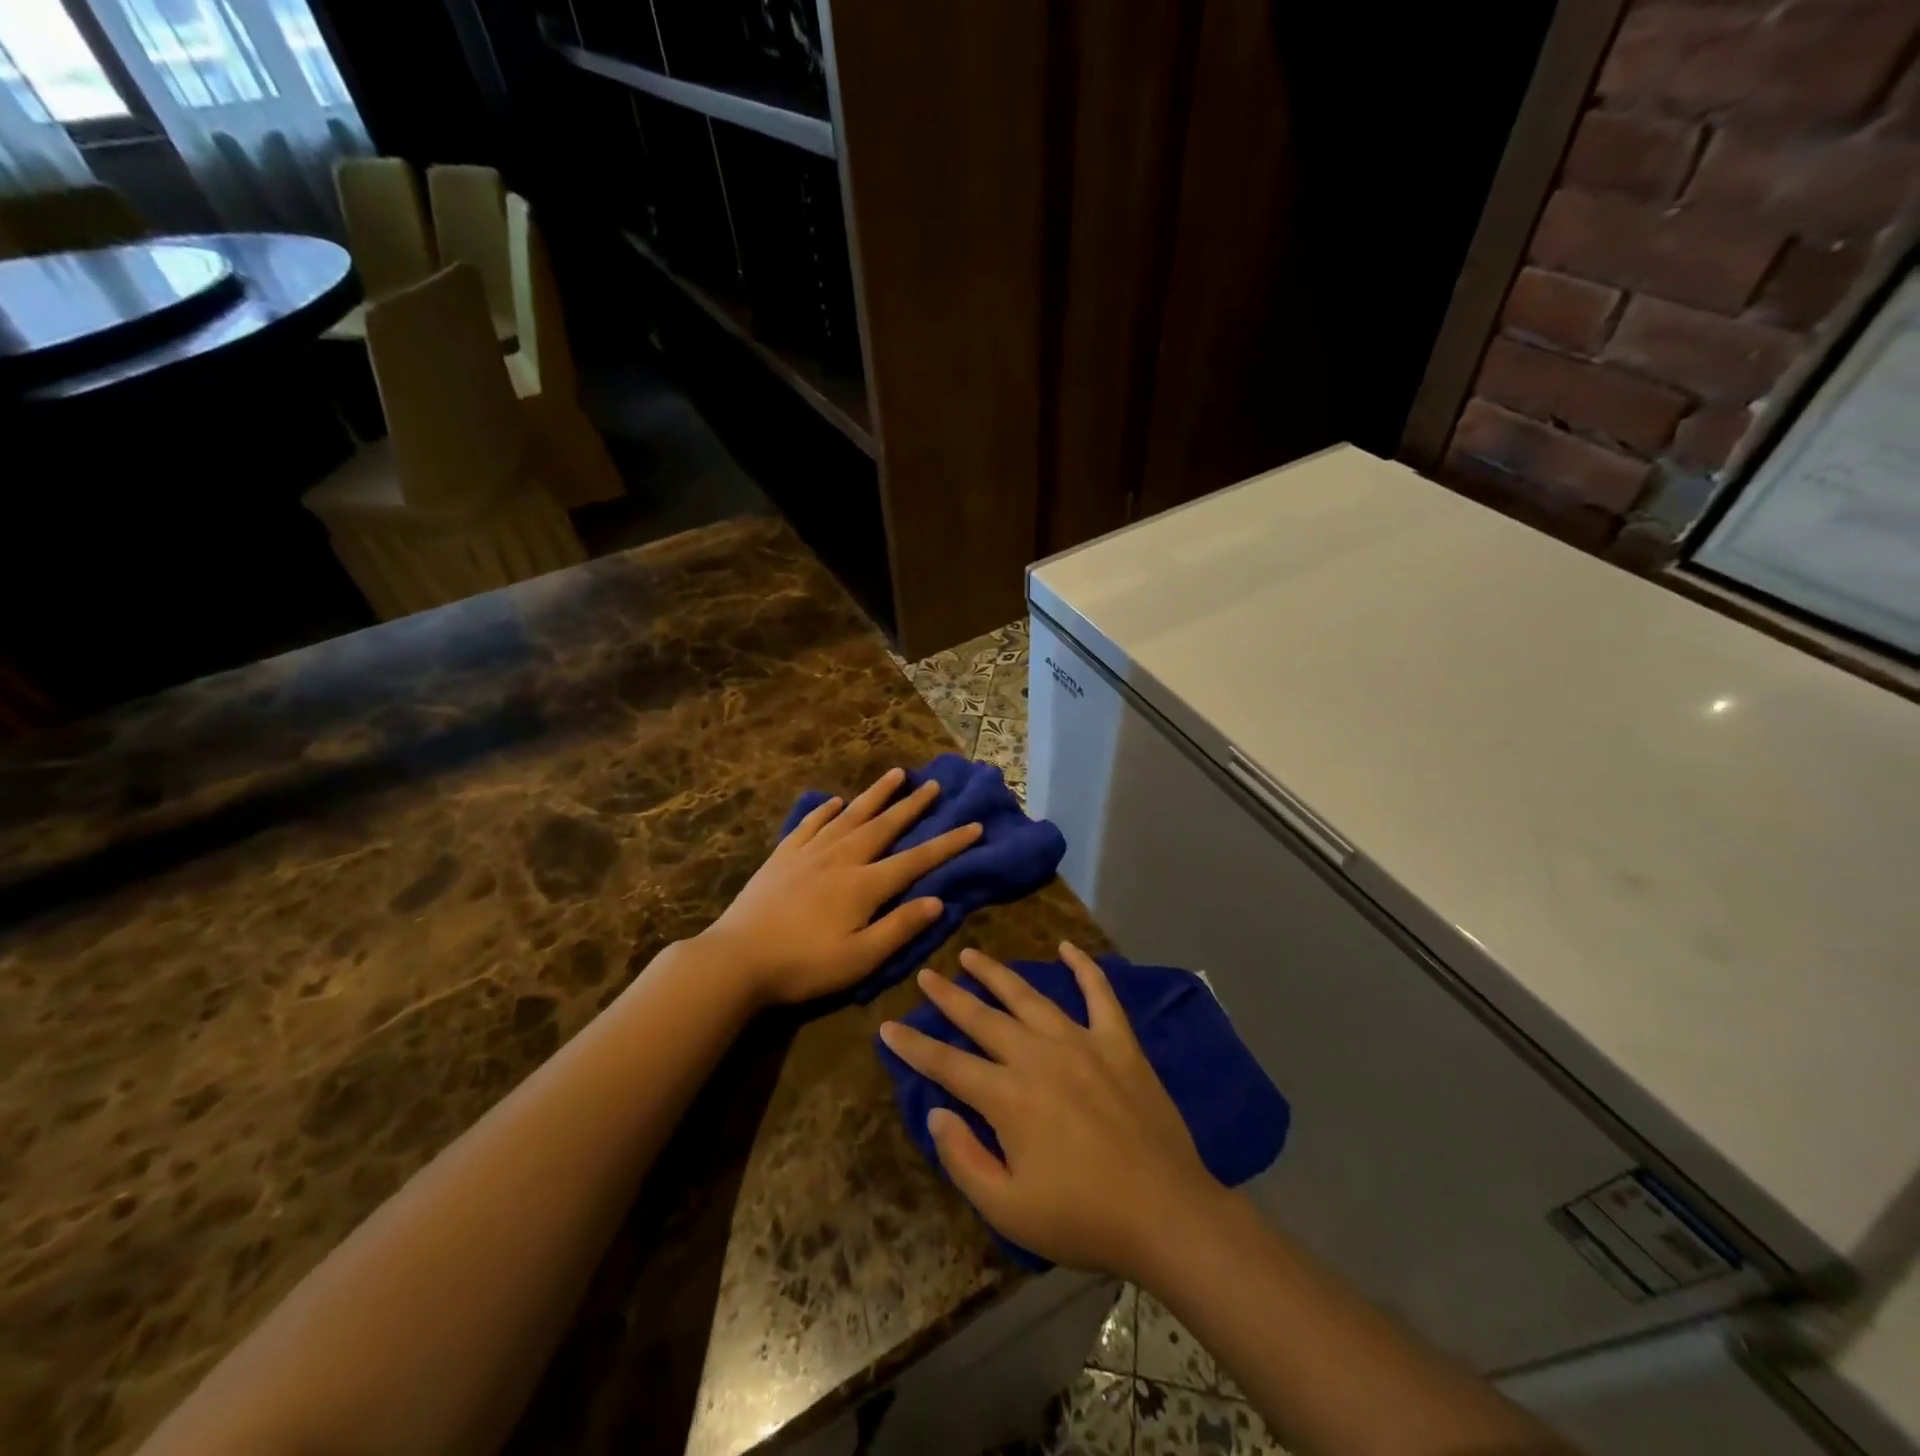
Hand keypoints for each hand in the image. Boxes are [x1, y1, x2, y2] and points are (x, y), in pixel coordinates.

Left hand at [698, 767, 981, 1006]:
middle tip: (934, 784)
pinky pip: (810, 823)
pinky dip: (827, 810)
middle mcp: (842, 858)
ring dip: (876, 794)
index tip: (973, 825)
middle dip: (913, 805)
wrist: (736, 959)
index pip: (916, 859)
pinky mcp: (783, 856)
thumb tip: (937, 900)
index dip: (948, 843)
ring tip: (896, 774)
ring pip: (851, 815)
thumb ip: (899, 928)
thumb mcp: (860, 958)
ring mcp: (810, 852)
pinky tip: (835, 801)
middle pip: (885, 825)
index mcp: (865, 884)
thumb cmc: (804, 965)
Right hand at [878, 942, 1222, 1279]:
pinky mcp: (1118, 1042)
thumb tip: (936, 1111)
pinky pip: (1099, 994)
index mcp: (1007, 1097)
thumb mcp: (1008, 1209)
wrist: (1165, 1213)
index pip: (946, 1064)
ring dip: (996, 973)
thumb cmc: (1082, 1219)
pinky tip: (1066, 947)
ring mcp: (1080, 1042)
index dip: (913, 1046)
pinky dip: (1083, 967)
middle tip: (926, 974)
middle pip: (982, 1018)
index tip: (887, 1026)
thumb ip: (963, 1158)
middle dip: (949, 996)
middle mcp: (1037, 1056)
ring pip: (1028, 997)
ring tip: (971, 954)